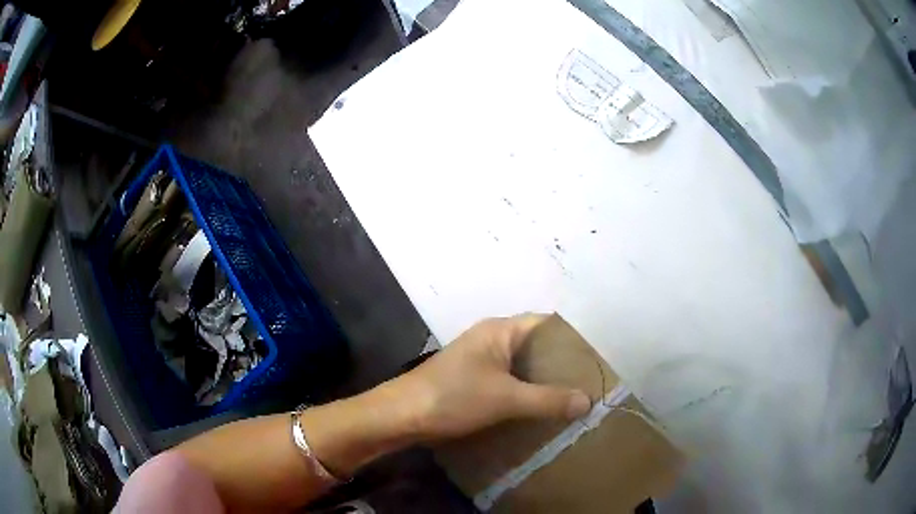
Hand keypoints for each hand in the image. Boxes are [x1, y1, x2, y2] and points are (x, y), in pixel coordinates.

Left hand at [395, 314, 591, 440]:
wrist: (402, 415)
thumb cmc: (453, 397)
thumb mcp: (506, 398)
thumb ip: (548, 399)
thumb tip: (588, 401)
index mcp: (500, 330)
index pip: (546, 324)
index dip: (572, 339)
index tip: (595, 359)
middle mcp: (492, 339)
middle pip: (536, 346)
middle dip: (561, 364)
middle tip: (590, 383)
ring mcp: (481, 360)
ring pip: (522, 366)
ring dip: (544, 381)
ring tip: (573, 397)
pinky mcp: (473, 381)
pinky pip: (509, 381)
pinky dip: (526, 392)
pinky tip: (542, 408)